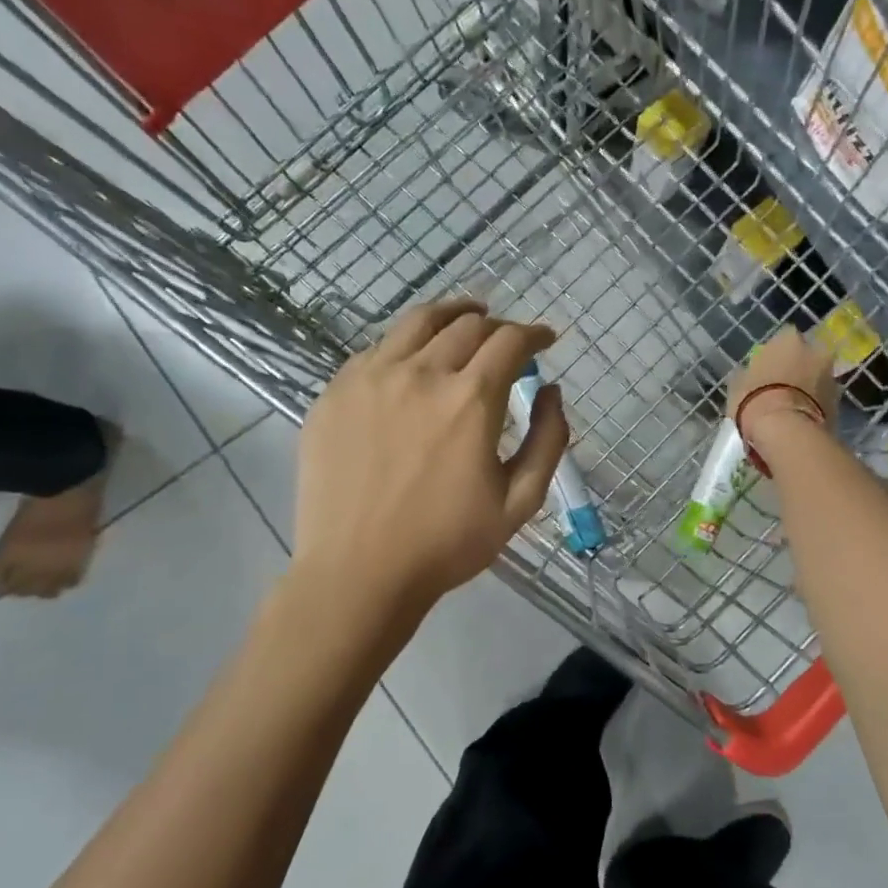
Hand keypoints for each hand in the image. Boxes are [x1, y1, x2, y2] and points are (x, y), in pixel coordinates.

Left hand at [292, 297, 566, 611]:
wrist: (358, 572)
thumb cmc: (447, 543)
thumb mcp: (520, 501)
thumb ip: (548, 440)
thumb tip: (551, 391)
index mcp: (471, 399)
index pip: (511, 341)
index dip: (534, 333)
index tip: (545, 340)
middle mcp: (421, 373)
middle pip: (468, 325)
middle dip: (498, 326)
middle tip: (508, 342)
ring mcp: (371, 378)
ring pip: (418, 322)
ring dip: (452, 315)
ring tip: (466, 318)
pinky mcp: (336, 392)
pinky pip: (377, 348)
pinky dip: (407, 343)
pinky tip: (414, 360)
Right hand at [727, 327, 839, 456]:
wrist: (785, 431)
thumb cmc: (754, 399)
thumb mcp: (738, 384)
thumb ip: (748, 373)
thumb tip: (748, 374)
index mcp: (788, 339)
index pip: (784, 338)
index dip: (776, 354)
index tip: (767, 367)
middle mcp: (815, 351)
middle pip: (808, 356)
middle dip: (799, 367)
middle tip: (783, 385)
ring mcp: (831, 377)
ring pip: (819, 378)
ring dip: (810, 387)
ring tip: (792, 406)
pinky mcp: (839, 403)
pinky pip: (824, 400)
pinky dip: (816, 406)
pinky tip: (801, 419)